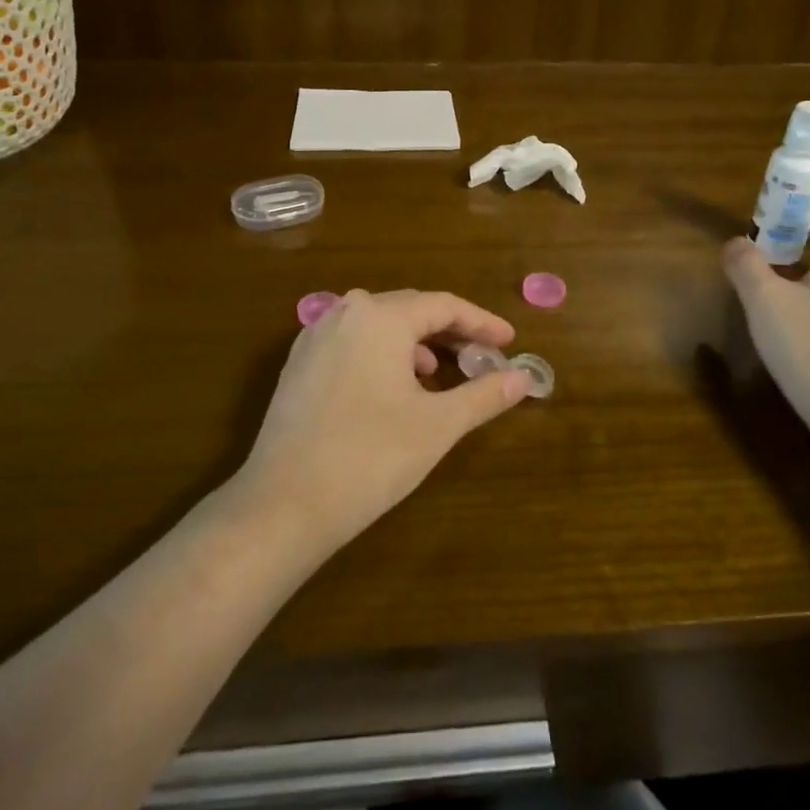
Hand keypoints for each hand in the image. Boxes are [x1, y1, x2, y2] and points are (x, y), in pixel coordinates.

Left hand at [231, 289, 531, 556]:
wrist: (285, 503)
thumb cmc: (371, 457)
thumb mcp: (438, 424)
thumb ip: (485, 394)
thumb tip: (524, 377)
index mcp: (380, 316)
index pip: (444, 306)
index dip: (482, 322)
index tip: (510, 342)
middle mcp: (345, 312)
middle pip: (410, 310)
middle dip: (451, 331)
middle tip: (483, 355)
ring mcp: (315, 336)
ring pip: (379, 325)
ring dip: (416, 342)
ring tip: (440, 372)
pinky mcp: (299, 363)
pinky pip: (353, 341)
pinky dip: (383, 353)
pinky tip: (394, 384)